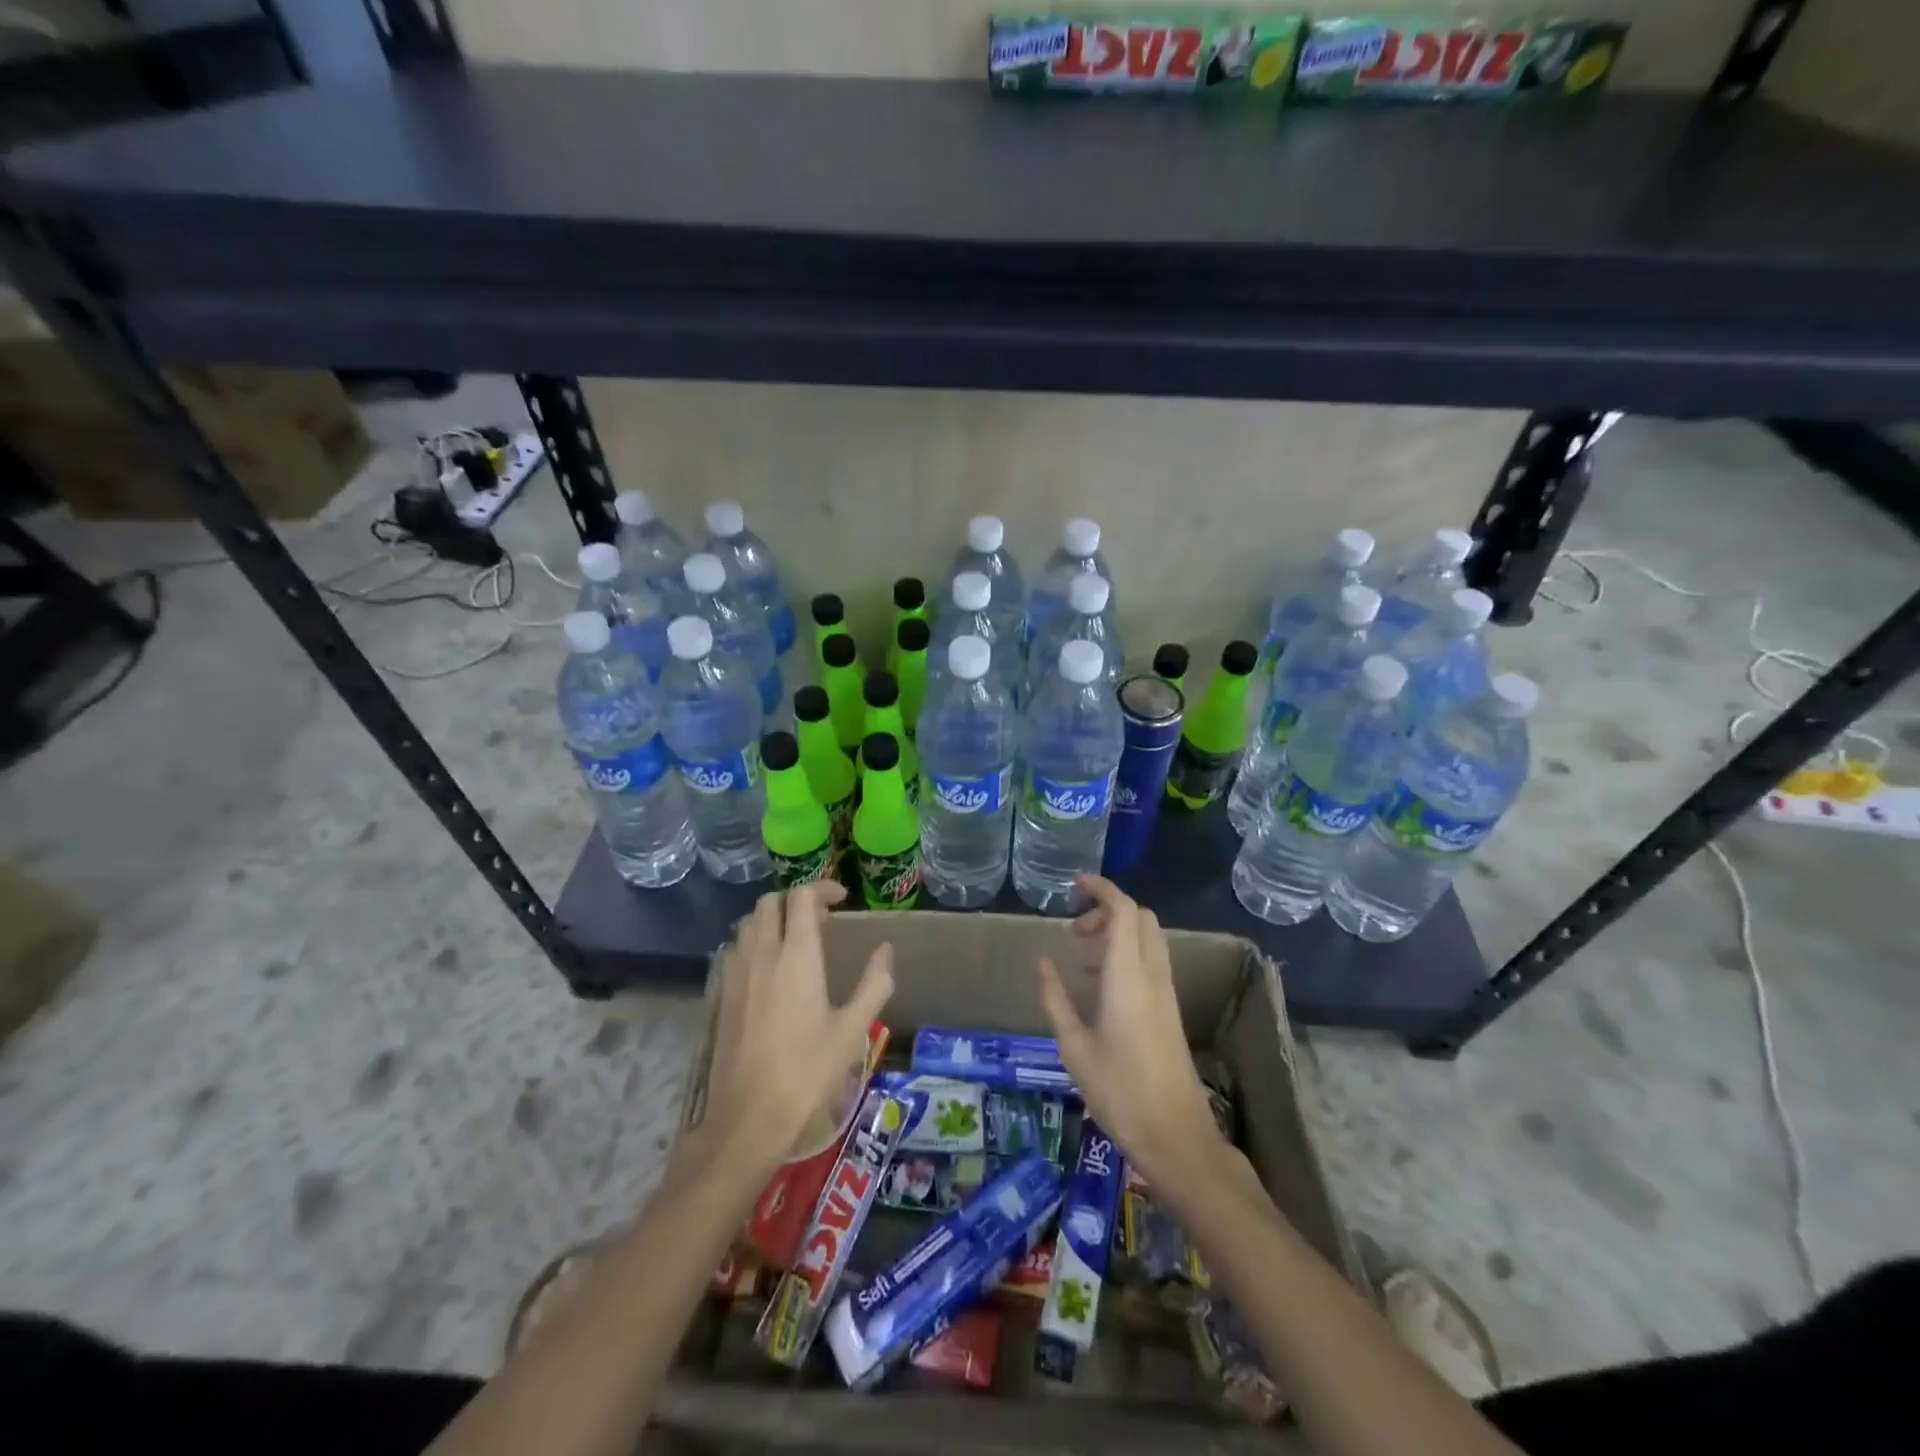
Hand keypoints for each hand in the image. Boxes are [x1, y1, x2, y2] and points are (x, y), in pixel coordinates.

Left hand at [696, 881, 894, 1170]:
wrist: (749, 1118)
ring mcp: (736, 974)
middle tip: (822, 920)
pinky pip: (736, 950)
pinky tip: (771, 971)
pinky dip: (755, 942)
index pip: (801, 897)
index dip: (822, 887)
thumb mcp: (853, 1029)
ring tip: (797, 941)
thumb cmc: (808, 1072)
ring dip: (773, 919)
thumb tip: (886, 951)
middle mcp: (762, 954)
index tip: (842, 899)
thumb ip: (874, 984)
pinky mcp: (723, 995)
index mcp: (796, 955)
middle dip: (796, 900)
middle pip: (770, 902)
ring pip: (749, 924)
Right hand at [1037, 876, 1226, 1187]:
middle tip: (1076, 931)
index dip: (1102, 888)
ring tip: (1084, 959)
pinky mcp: (1170, 1009)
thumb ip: (1056, 999)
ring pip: (1148, 938)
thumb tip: (1043, 962)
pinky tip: (1103, 986)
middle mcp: (1152, 975)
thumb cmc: (1119, 1092)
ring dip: (1119, 933)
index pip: (1124, 910)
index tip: (1075, 885)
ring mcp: (1166, 992)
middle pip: (1140, 917)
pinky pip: (1151, 961)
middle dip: (1108, 910)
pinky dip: (1128, 954)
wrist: (1176, 1136)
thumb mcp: (1074, 1047)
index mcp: (1128, 976)